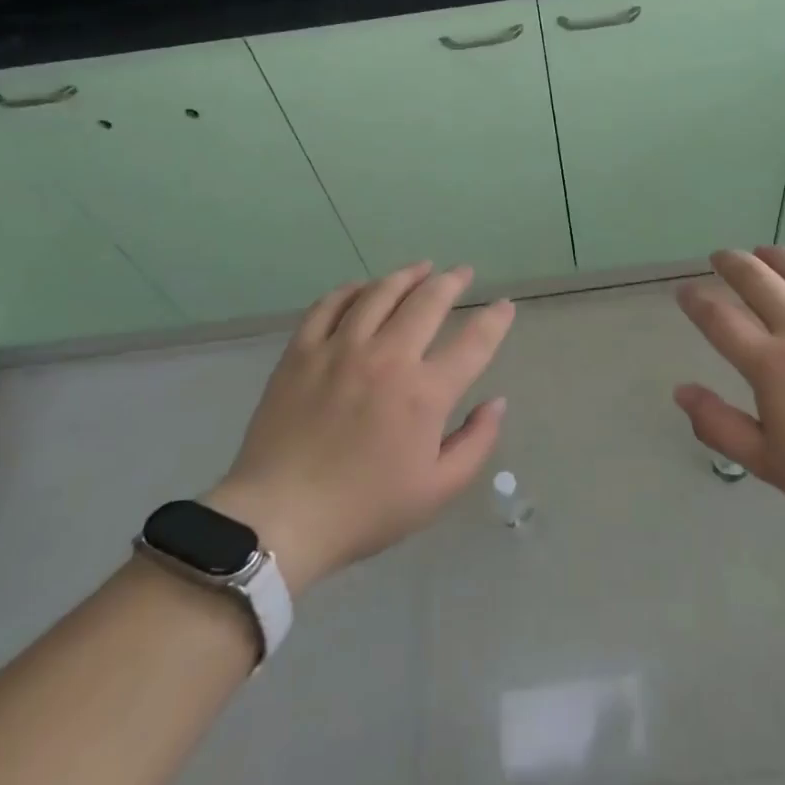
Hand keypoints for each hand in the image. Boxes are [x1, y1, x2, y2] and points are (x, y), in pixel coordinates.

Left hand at [207, 263, 514, 595]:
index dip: (495, 320)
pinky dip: (352, 290)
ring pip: (380, 293)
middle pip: (428, 301)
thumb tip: (497, 402)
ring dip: (406, 275)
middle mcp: (387, 358)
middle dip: (452, 281)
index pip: (474, 342)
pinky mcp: (301, 351)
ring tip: (421, 268)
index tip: (504, 306)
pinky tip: (363, 288)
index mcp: (425, 393)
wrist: (280, 517)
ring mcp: (340, 349)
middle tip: (462, 273)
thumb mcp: (437, 490)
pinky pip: (329, 305)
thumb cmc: (365, 509)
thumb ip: (476, 442)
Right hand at [673, 247, 784, 534]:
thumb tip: (681, 391)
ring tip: (762, 251)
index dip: (696, 302)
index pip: (719, 319)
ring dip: (774, 255)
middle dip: (731, 263)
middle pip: (756, 279)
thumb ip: (719, 426)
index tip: (685, 292)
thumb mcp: (769, 463)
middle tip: (720, 257)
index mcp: (771, 364)